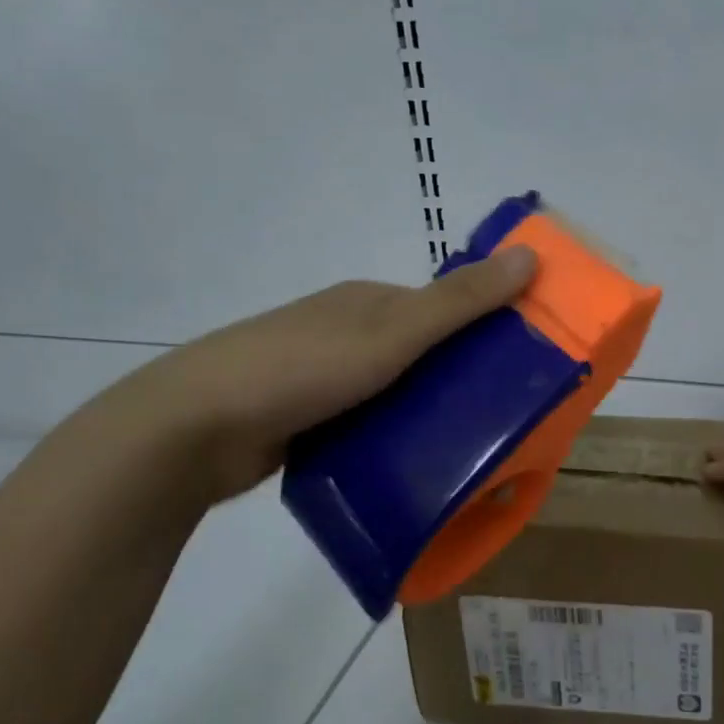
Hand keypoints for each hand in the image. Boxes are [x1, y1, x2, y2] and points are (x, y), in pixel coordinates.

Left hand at [94, 248, 537, 501]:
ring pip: (393, 392)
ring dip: (424, 413)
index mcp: (367, 302)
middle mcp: (346, 331)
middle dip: (458, 378)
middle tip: (502, 418)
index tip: (523, 364)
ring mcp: (320, 377)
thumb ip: (460, 301)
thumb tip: (529, 256)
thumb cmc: (301, 368)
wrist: (193, 429)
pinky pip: (365, 424)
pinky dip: (390, 439)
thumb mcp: (391, 333)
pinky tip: (412, 467)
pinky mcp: (303, 419)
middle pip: (420, 352)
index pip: (442, 308)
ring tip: (467, 451)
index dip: (485, 328)